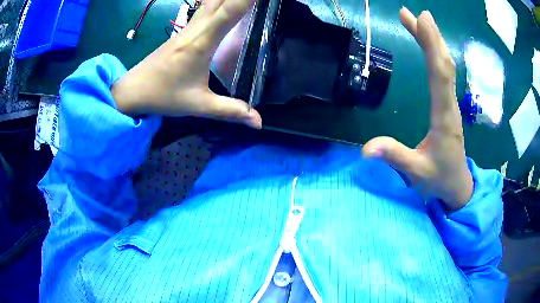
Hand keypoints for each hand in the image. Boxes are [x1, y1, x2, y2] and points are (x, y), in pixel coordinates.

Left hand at [111, 0, 261, 128]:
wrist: (133, 90)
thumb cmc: (163, 96)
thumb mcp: (198, 105)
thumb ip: (230, 111)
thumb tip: (260, 122)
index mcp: (201, 43)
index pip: (230, 11)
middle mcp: (196, 28)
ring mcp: (187, 27)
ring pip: (212, 0)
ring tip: (246, 0)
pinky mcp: (183, 30)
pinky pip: (205, 7)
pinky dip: (219, 1)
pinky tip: (226, 2)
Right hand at [362, 7, 472, 210]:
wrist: (458, 186)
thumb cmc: (439, 179)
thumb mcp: (416, 172)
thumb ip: (394, 157)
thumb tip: (365, 149)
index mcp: (443, 117)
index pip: (439, 74)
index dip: (430, 45)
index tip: (419, 20)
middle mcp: (450, 105)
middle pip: (443, 63)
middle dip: (429, 35)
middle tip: (410, 13)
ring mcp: (451, 104)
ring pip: (445, 67)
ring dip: (433, 42)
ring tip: (418, 21)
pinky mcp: (448, 105)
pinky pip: (444, 75)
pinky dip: (436, 56)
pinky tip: (430, 47)